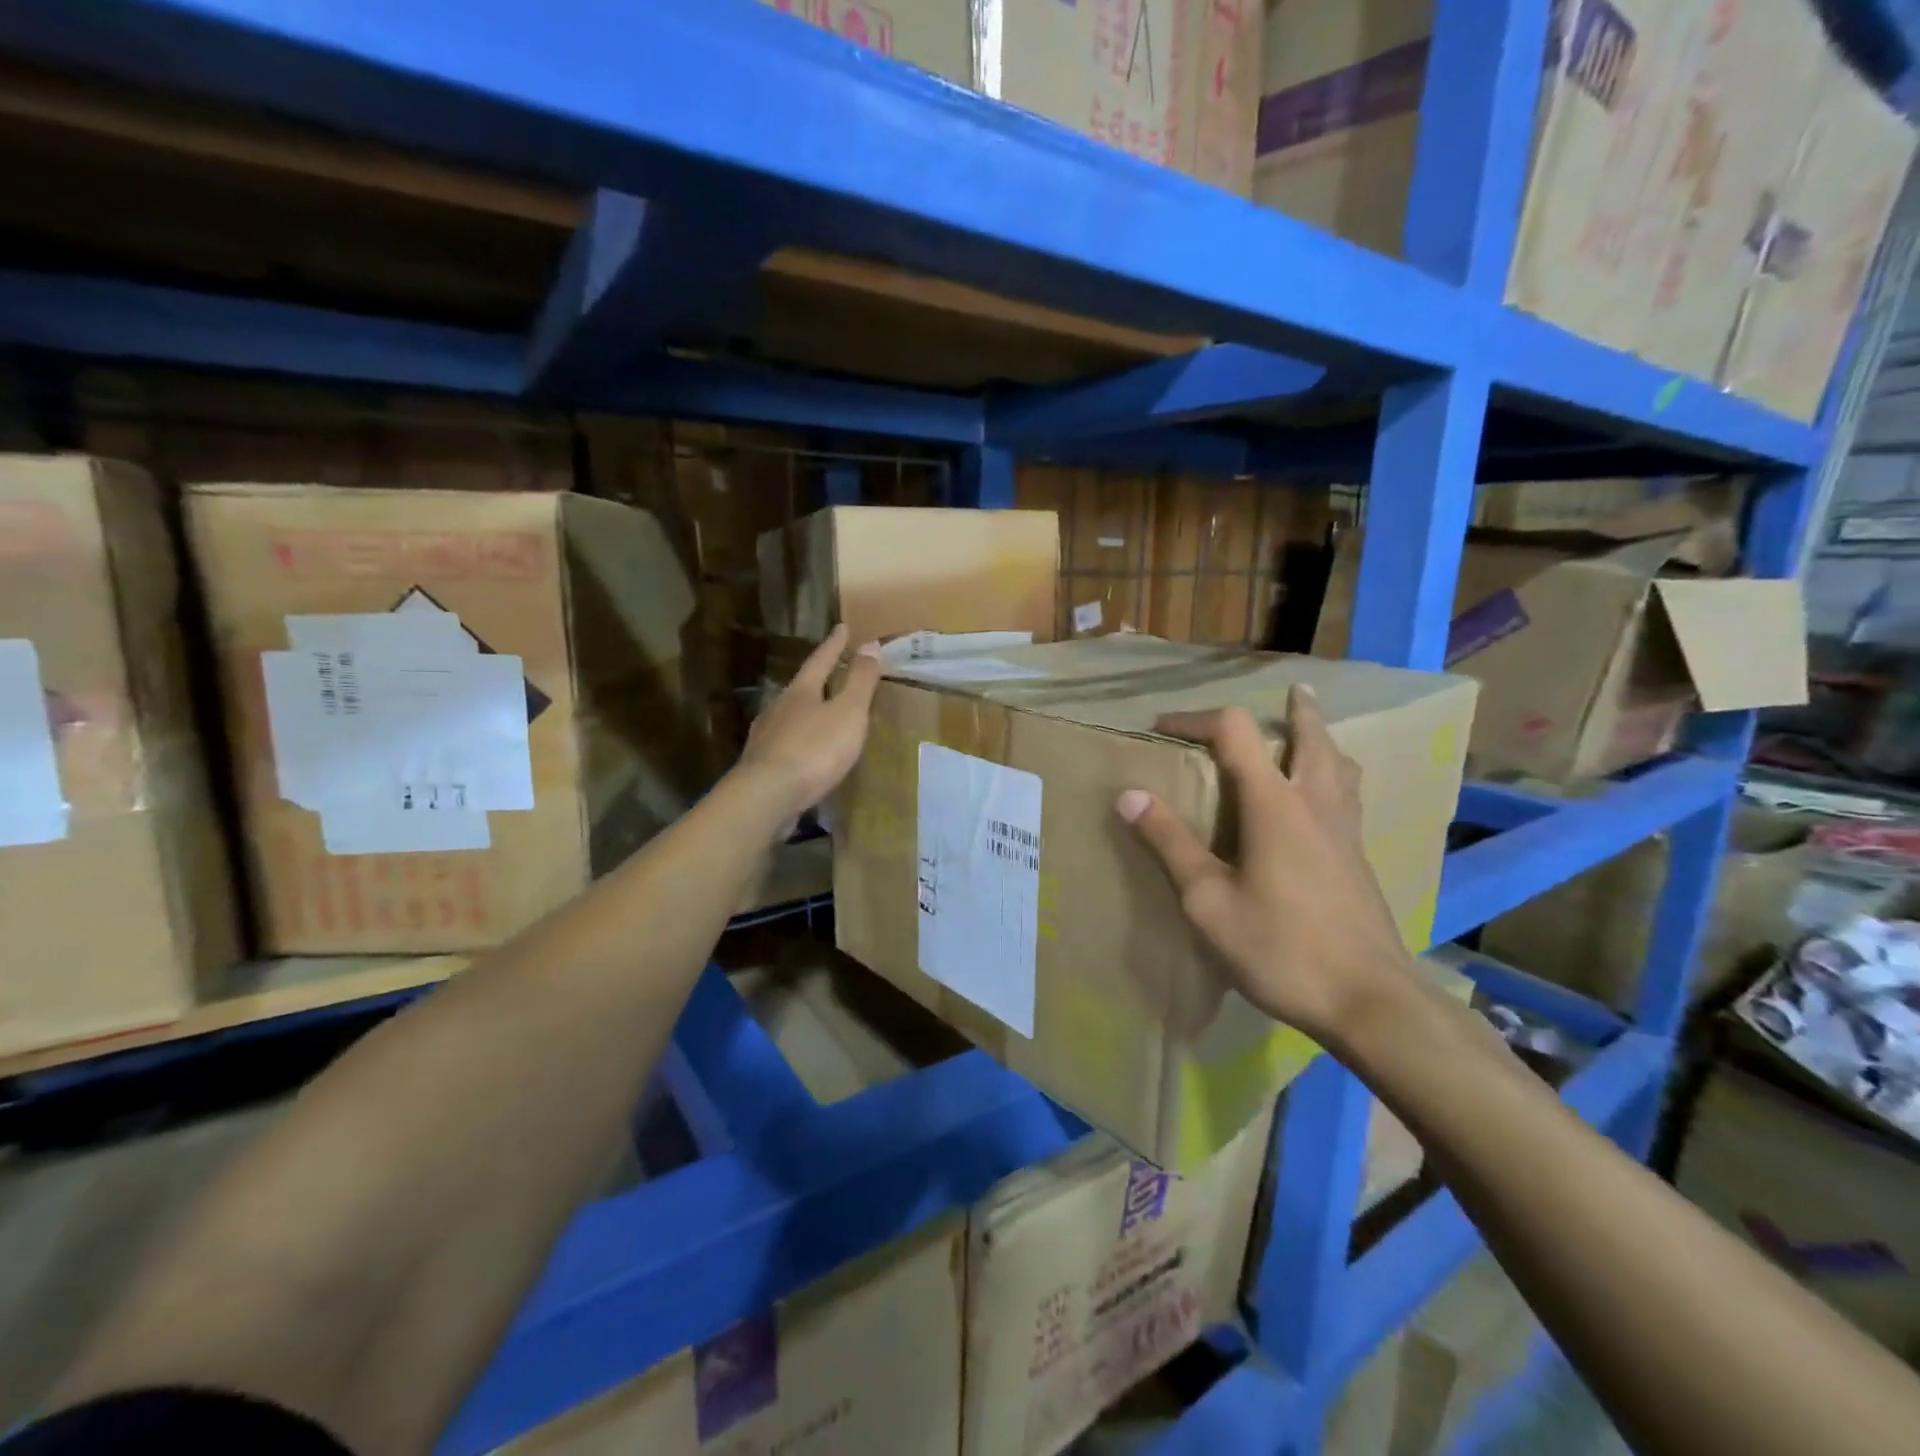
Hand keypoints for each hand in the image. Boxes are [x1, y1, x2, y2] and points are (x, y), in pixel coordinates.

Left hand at [736, 625, 883, 821]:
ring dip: (807, 713)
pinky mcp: (762, 765)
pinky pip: (786, 744)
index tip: (843, 627)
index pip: (820, 660)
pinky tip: (806, 752)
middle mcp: (778, 708)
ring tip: (822, 714)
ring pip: (790, 716)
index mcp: (800, 692)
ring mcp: (766, 737)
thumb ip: (860, 681)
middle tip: (833, 672)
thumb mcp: (848, 712)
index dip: (834, 645)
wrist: (768, 795)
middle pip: (801, 688)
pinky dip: (800, 742)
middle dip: (818, 680)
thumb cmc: (814, 749)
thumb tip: (869, 644)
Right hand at [1116, 686, 1413, 1044]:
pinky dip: (1335, 776)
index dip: (1195, 719)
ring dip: (1322, 740)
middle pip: (1311, 737)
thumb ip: (1170, 843)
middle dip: (1297, 710)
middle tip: (1292, 691)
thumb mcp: (1207, 900)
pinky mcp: (1359, 860)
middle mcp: (1315, 804)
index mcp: (1274, 804)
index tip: (1161, 727)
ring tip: (1310, 735)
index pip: (1235, 733)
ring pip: (1341, 765)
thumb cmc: (1280, 948)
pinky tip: (1324, 802)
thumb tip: (1129, 795)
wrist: (1368, 1001)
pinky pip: (1348, 796)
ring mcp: (1345, 832)